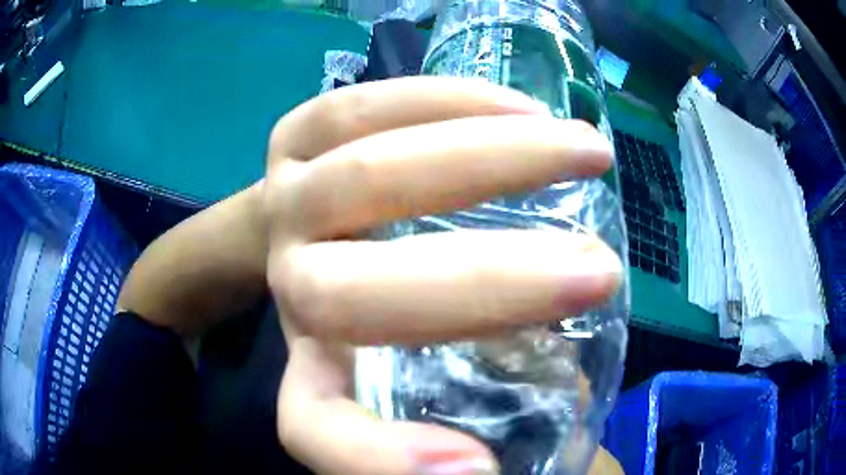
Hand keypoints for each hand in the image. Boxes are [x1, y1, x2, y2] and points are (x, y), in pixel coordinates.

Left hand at [264, 77, 621, 474]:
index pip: (315, 428)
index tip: (481, 463)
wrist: (318, 230)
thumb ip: (482, 393)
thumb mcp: (425, 370)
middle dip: (487, 285)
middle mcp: (287, 292)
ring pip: (361, 175)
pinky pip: (351, 110)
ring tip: (582, 152)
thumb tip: (542, 419)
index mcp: (314, 370)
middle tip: (600, 271)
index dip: (379, 457)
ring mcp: (283, 204)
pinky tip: (519, 108)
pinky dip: (445, 102)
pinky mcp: (292, 141)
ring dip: (488, 159)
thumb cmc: (384, 310)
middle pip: (345, 295)